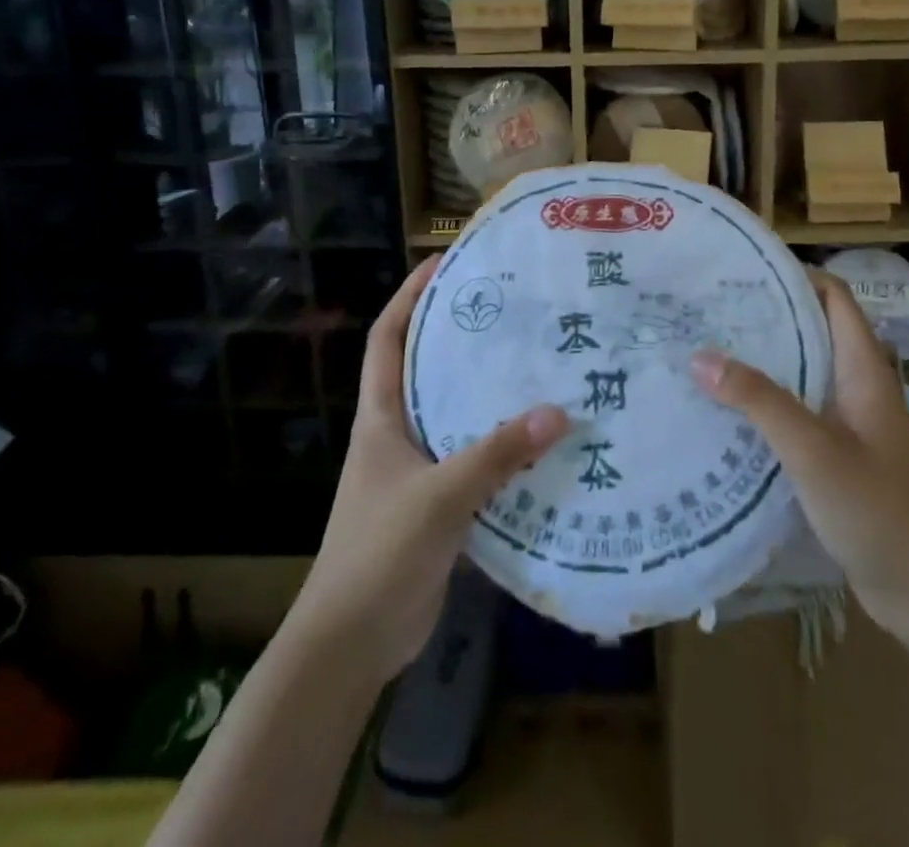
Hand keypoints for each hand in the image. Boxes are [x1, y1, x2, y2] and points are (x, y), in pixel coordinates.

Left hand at [289, 257, 569, 682]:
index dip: (409, 297)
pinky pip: (473, 460)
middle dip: (460, 337)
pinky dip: (501, 447)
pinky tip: (540, 441)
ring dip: (488, 394)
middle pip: (426, 369)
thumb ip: (496, 455)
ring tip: (536, 365)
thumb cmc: (378, 553)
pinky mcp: (437, 505)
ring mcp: (416, 471)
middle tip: (511, 311)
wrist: (351, 644)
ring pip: (455, 416)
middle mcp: (397, 434)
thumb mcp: (438, 497)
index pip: (387, 339)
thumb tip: (557, 412)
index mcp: (380, 418)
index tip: (441, 264)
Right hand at [691, 270, 908, 627]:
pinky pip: (796, 412)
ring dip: (761, 361)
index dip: (794, 275)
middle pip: (811, 330)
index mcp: (863, 369)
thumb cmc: (878, 511)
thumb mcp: (813, 450)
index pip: (833, 297)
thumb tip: (699, 356)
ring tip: (705, 352)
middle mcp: (857, 385)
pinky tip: (725, 411)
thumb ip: (759, 401)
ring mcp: (849, 422)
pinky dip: (764, 402)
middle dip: (764, 317)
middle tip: (707, 311)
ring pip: (801, 373)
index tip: (741, 273)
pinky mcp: (837, 454)